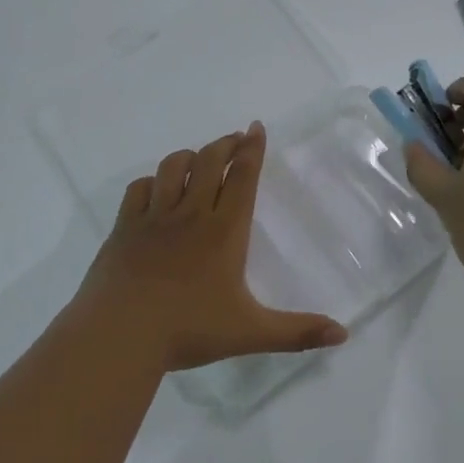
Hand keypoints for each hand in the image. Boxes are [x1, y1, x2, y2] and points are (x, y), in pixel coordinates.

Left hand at [69, 122, 348, 372]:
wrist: (120, 334)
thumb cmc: (188, 329)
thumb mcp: (250, 333)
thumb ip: (297, 332)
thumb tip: (343, 334)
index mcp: (224, 231)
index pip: (242, 177)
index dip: (252, 149)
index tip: (256, 127)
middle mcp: (190, 214)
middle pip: (209, 162)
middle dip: (225, 144)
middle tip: (235, 138)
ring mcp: (153, 218)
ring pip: (173, 168)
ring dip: (190, 156)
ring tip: (199, 158)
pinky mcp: (124, 228)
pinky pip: (138, 189)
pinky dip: (152, 181)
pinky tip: (156, 188)